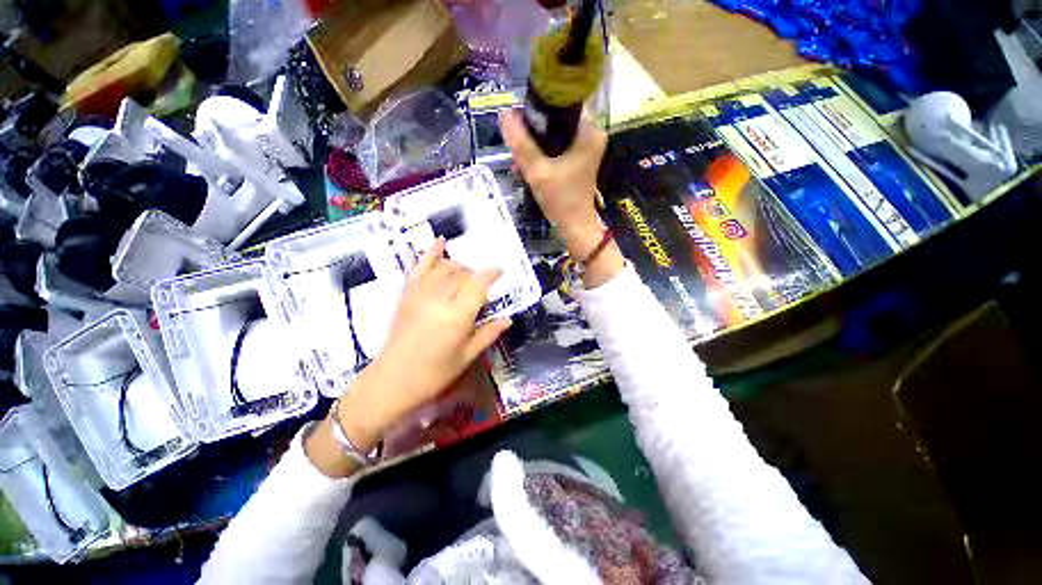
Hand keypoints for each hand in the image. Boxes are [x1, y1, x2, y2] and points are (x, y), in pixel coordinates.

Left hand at [366, 237, 510, 424]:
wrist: (392, 380)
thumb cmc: (434, 373)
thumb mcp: (467, 356)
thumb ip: (488, 333)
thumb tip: (508, 319)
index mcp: (457, 316)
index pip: (478, 283)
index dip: (491, 274)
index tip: (500, 272)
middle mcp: (439, 298)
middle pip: (463, 273)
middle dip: (476, 276)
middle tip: (481, 290)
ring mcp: (420, 293)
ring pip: (445, 267)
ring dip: (459, 267)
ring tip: (465, 277)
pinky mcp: (407, 293)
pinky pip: (419, 266)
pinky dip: (430, 252)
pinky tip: (440, 241)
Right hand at [500, 109, 623, 288]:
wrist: (575, 227)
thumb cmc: (561, 200)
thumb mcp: (537, 171)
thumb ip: (521, 143)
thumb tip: (504, 114)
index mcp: (588, 131)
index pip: (559, 106)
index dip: (535, 114)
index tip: (518, 128)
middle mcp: (591, 135)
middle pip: (554, 123)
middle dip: (532, 137)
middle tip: (516, 152)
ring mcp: (585, 149)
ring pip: (553, 138)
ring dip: (534, 150)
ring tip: (518, 164)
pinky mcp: (579, 161)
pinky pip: (556, 150)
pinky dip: (542, 158)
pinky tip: (527, 169)